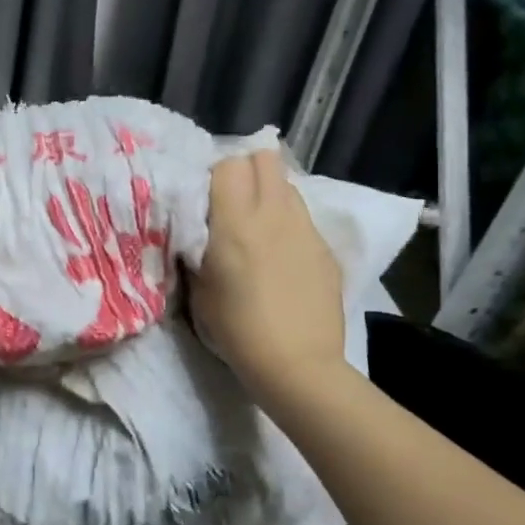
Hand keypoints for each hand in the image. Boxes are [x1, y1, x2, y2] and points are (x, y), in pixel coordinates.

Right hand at [193, 151, 347, 401]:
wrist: (297, 365)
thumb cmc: (235, 329)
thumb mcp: (198, 286)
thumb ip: (197, 246)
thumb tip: (198, 226)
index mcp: (235, 221)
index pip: (229, 164)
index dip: (214, 174)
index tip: (204, 196)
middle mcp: (274, 214)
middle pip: (266, 158)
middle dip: (247, 169)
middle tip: (232, 198)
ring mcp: (306, 229)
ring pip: (288, 185)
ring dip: (270, 193)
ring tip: (257, 223)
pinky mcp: (327, 249)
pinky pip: (304, 217)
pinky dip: (288, 222)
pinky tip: (280, 255)